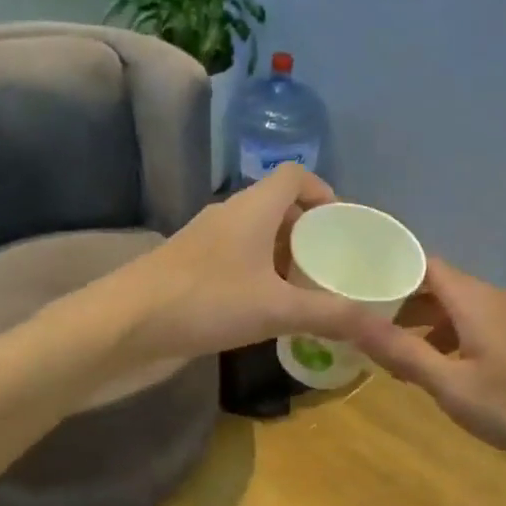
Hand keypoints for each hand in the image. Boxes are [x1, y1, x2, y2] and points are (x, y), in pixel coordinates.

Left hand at [111, 165, 370, 361]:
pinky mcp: (191, 273)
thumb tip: (382, 328)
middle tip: (337, 264)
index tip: (346, 225)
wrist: (123, 326)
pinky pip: (238, 264)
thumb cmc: (204, 301)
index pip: (294, 176)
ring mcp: (206, 246)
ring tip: (312, 289)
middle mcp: (228, 218)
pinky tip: (272, 310)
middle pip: (278, 208)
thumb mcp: (276, 309)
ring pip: (256, 239)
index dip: (323, 192)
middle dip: (310, 232)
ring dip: (285, 257)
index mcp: (251, 208)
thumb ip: (331, 315)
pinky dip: (261, 278)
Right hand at [351, 257, 505, 467]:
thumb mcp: (452, 386)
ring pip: (460, 309)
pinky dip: (453, 338)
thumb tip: (350, 318)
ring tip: (399, 358)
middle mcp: (494, 297)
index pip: (420, 263)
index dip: (386, 271)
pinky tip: (447, 371)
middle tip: (368, 329)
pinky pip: (479, 325)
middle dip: (402, 304)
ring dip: (427, 326)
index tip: (354, 288)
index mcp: (472, 299)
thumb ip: (401, 351)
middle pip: (439, 286)